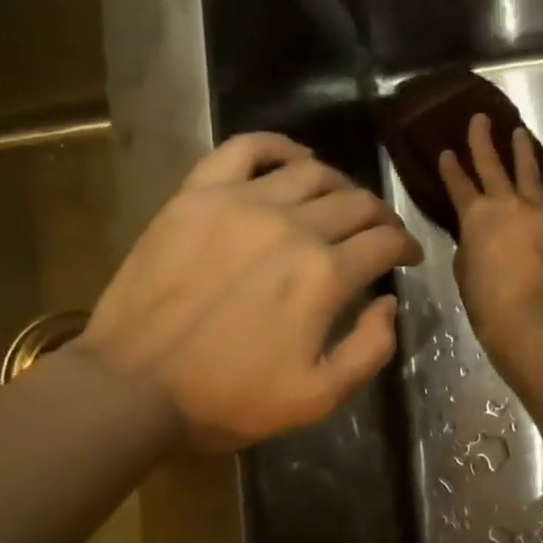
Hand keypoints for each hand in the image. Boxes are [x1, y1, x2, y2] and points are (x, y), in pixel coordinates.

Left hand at [76, 133, 420, 451]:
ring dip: (340, 184)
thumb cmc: (230, 397)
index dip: (406, 246)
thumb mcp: (319, 397)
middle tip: (382, 232)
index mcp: (324, 275)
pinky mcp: (197, 195)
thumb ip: (371, 348)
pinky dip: (278, 145)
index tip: (408, 256)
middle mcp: (291, 226)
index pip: (384, 241)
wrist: (134, 387)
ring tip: (341, 201)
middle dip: (381, 216)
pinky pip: (245, 148)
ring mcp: (241, 202)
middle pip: (356, 202)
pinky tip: (293, 158)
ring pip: (311, 172)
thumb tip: (388, 301)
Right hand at [439, 113, 542, 360]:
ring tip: (519, 133)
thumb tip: (480, 234)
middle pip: (492, 164)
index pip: (459, 183)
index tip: (446, 151)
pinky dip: (537, 187)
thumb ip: (470, 240)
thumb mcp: (464, 265)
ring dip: (521, 151)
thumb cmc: (484, 298)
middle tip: (480, 118)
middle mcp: (506, 204)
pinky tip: (536, 184)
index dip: (451, 167)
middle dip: (483, 140)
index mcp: (475, 215)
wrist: (527, 316)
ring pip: (527, 173)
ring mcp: (535, 212)